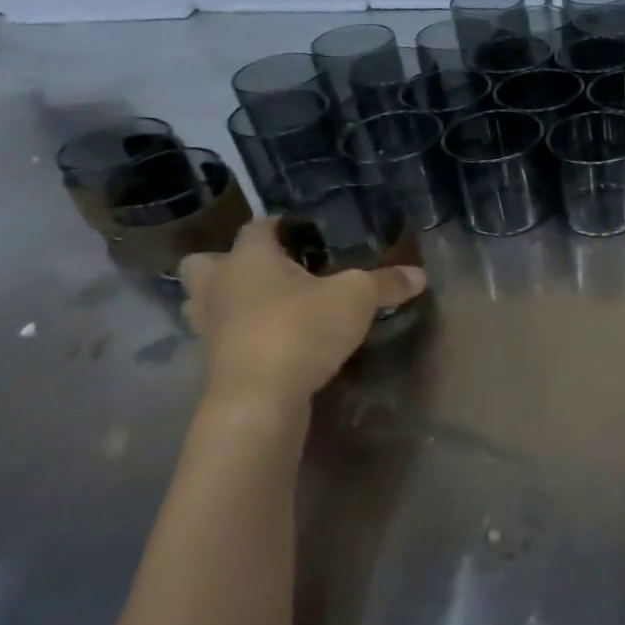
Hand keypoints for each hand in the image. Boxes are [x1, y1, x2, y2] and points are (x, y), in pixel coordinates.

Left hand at [180, 218, 427, 406]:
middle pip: (204, 262)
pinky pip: (221, 335)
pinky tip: (271, 339)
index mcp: (249, 258)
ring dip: (227, 300)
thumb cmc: (302, 330)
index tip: (307, 232)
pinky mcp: (212, 361)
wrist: (259, 399)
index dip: (281, 224)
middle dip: (230, 262)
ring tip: (266, 305)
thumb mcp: (357, 299)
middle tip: (270, 271)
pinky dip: (239, 334)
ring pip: (204, 301)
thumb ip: (386, 283)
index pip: (258, 226)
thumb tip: (420, 274)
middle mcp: (219, 285)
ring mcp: (209, 326)